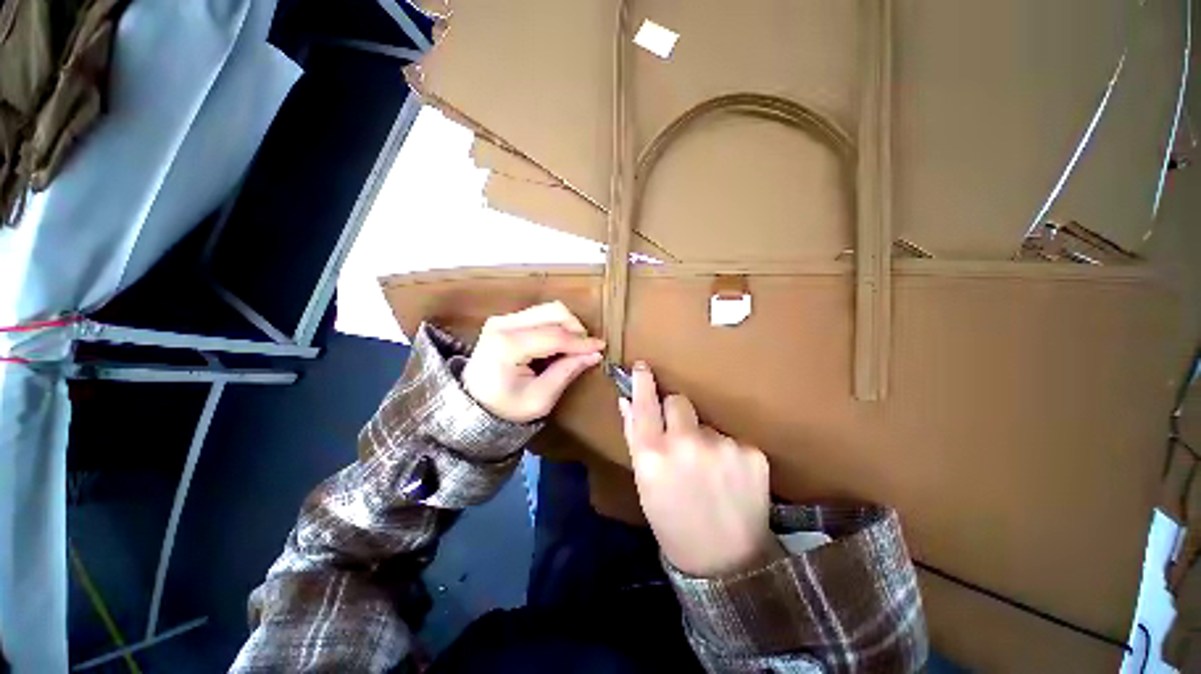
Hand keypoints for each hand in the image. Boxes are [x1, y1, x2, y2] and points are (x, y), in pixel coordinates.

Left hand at [463, 302, 604, 422]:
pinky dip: (552, 326)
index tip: (601, 348)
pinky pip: (536, 315)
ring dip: (564, 326)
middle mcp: (502, 325)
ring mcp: (500, 320)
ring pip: (546, 309)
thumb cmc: (506, 408)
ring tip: (571, 350)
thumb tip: (594, 354)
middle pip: (552, 311)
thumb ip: (566, 372)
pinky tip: (555, 347)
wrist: (473, 406)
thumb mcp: (540, 398)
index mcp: (508, 346)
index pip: (554, 336)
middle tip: (585, 349)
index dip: (581, 342)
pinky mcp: (502, 320)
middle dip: (575, 328)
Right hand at [619, 362, 781, 576]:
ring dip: (707, 441)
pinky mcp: (753, 451)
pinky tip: (733, 482)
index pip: (644, 405)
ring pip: (710, 426)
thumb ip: (639, 444)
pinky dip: (732, 455)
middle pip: (680, 402)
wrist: (727, 559)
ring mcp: (725, 445)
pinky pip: (735, 441)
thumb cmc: (676, 531)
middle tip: (682, 439)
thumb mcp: (648, 491)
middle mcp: (688, 443)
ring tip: (712, 476)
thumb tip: (629, 404)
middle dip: (677, 413)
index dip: (643, 384)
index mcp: (653, 457)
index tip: (645, 367)